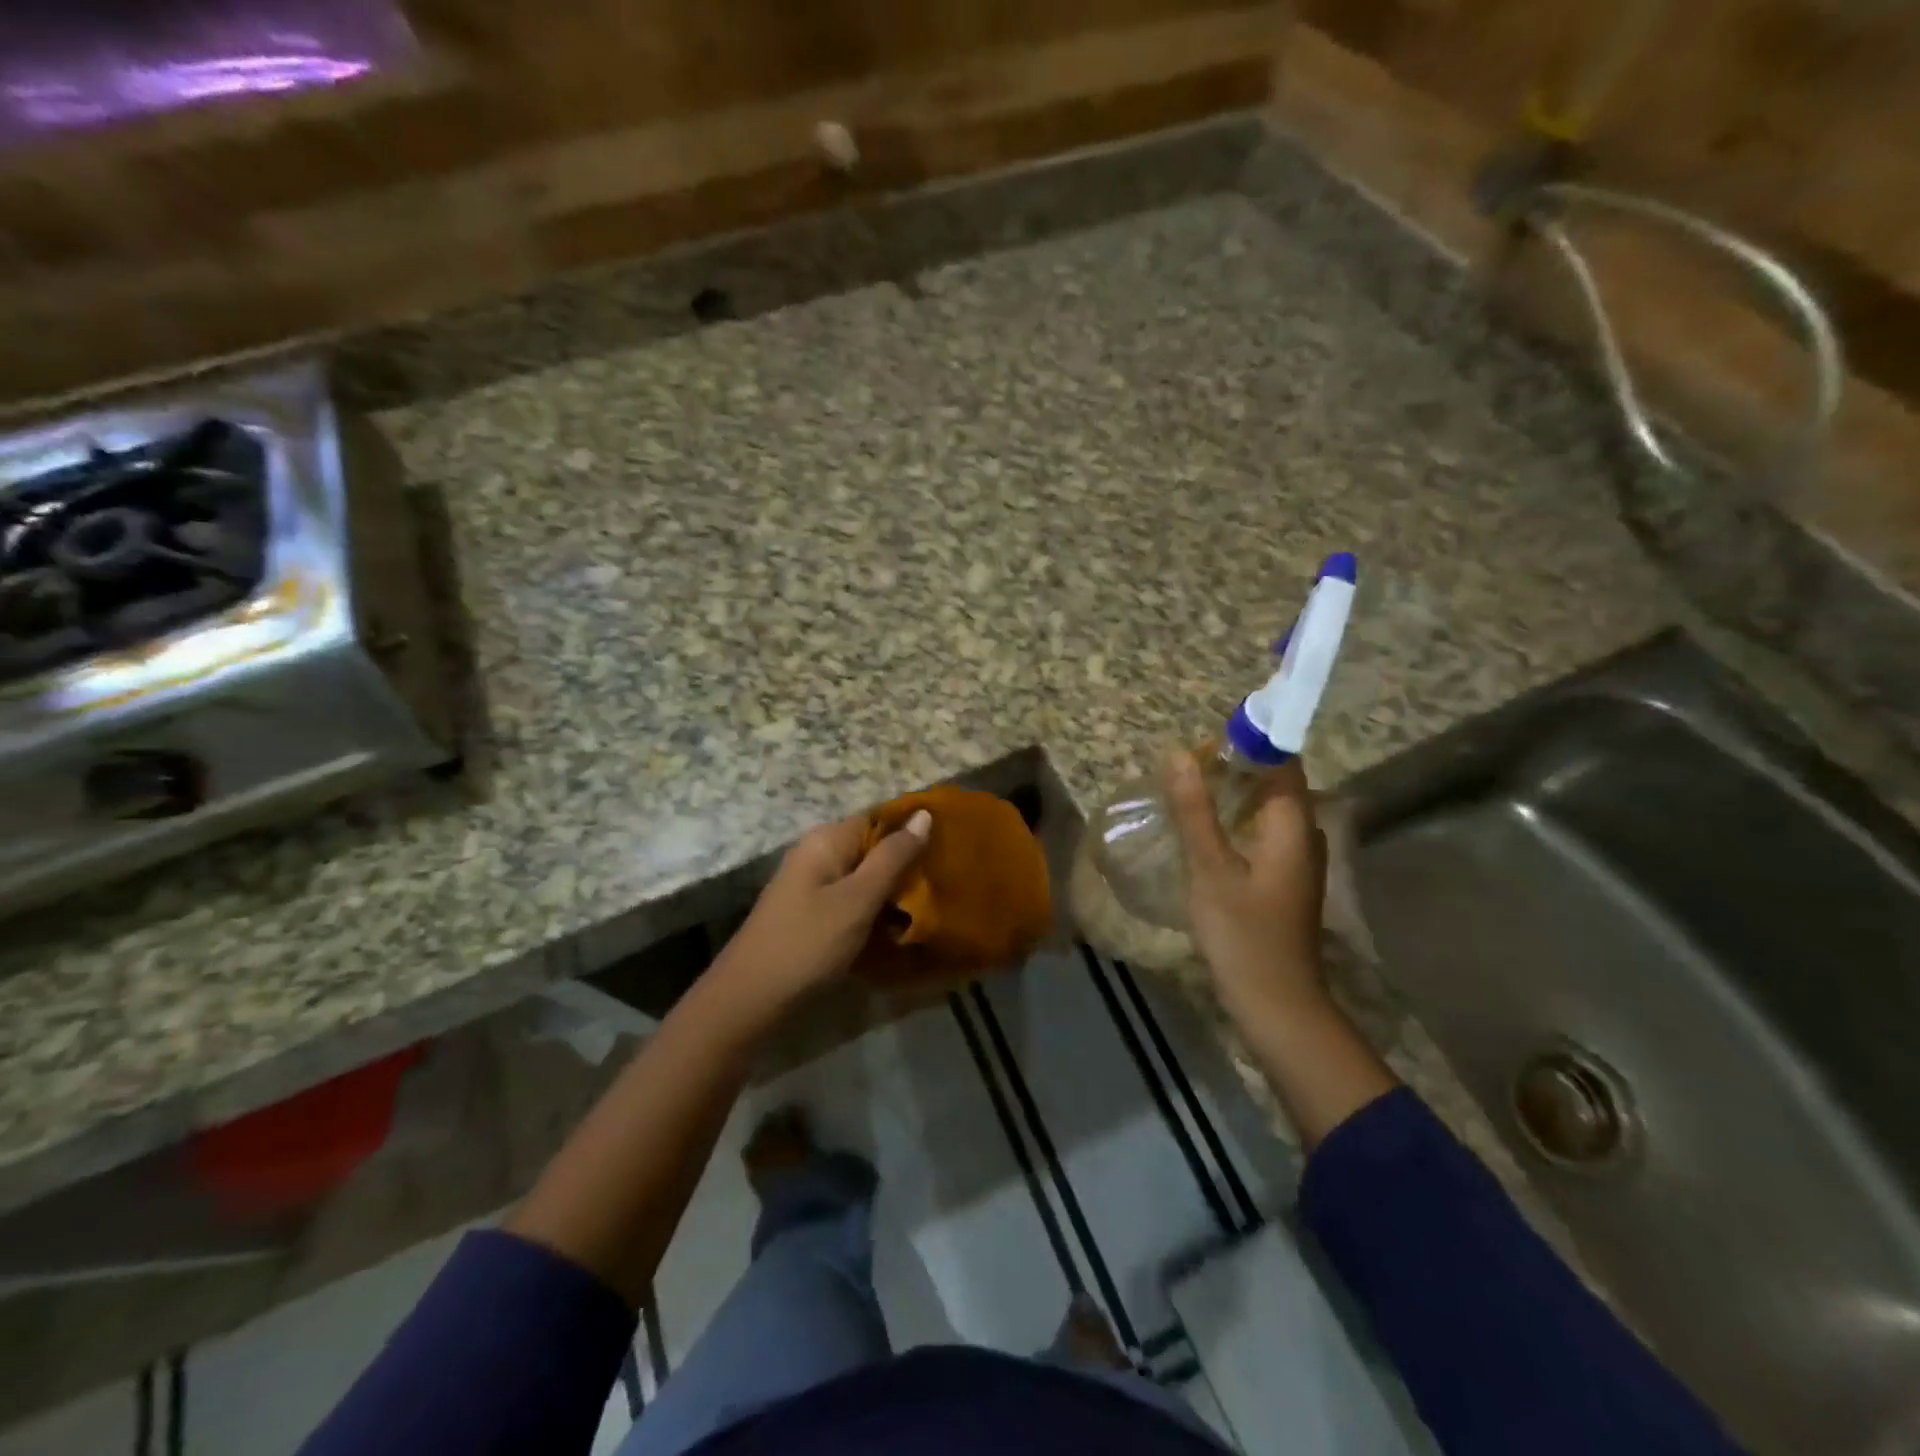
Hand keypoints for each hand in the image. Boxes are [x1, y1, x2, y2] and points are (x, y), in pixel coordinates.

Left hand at [713, 809, 931, 1018]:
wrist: (749, 999)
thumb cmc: (808, 943)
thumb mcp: (858, 899)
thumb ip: (892, 857)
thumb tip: (923, 814)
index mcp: (827, 839)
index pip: (879, 818)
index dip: (913, 830)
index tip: (948, 849)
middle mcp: (817, 852)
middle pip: (872, 847)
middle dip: (905, 865)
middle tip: (942, 884)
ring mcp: (810, 883)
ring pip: (863, 876)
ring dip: (891, 891)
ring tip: (927, 908)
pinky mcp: (809, 912)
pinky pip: (850, 899)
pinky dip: (872, 909)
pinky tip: (894, 928)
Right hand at [1165, 751, 1327, 1030]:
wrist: (1277, 1005)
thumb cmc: (1244, 935)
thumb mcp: (1211, 870)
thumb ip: (1195, 811)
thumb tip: (1178, 754)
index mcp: (1293, 827)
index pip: (1282, 763)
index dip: (1251, 742)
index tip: (1209, 737)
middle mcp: (1305, 837)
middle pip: (1277, 784)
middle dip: (1237, 766)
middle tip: (1190, 762)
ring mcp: (1298, 862)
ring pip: (1270, 810)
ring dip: (1237, 794)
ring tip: (1193, 788)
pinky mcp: (1287, 882)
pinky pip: (1265, 833)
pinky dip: (1239, 821)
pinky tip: (1209, 830)